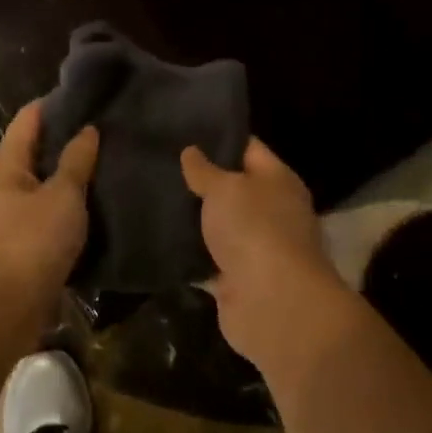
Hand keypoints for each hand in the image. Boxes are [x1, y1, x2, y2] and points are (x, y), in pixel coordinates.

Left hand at [0, 101, 98, 316]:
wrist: (6, 307)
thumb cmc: (32, 241)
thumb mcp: (62, 195)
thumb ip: (77, 161)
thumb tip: (88, 129)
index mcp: (7, 163)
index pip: (31, 117)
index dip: (59, 102)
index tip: (93, 94)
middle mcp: (6, 183)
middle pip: (39, 147)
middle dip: (71, 136)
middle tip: (111, 126)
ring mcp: (14, 213)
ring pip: (47, 180)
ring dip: (74, 171)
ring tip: (111, 158)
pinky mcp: (26, 240)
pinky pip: (52, 209)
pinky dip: (73, 201)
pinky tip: (100, 198)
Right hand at [180, 138, 363, 378]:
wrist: (271, 303)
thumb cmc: (254, 229)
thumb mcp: (225, 188)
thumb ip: (205, 170)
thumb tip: (192, 151)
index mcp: (278, 181)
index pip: (249, 149)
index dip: (220, 138)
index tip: (185, 129)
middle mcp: (272, 211)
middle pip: (234, 189)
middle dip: (202, 180)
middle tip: (160, 164)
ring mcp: (256, 248)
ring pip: (220, 226)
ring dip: (195, 219)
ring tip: (153, 197)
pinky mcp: (237, 280)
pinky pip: (209, 260)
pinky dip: (190, 254)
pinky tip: (159, 239)